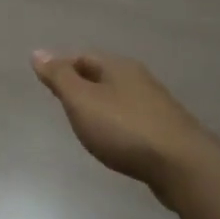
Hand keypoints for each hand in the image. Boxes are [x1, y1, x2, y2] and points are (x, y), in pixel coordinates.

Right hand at [31, 49, 219, 201]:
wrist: (182, 165)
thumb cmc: (124, 128)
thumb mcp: (82, 100)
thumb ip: (59, 77)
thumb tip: (38, 52)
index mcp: (118, 67)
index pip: (82, 57)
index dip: (62, 67)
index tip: (46, 84)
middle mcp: (139, 79)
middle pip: (102, 75)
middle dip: (81, 85)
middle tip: (62, 103)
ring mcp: (155, 105)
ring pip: (118, 97)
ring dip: (100, 106)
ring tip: (84, 123)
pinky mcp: (165, 131)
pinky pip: (132, 119)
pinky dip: (116, 124)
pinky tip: (113, 141)